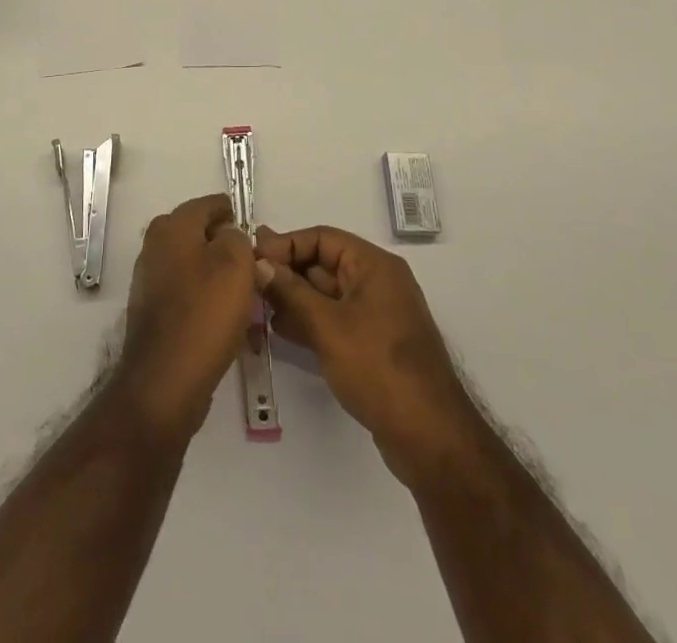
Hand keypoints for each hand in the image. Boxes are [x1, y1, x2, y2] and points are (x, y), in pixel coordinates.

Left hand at [111, 194, 264, 445]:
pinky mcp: (154, 312)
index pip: (209, 204)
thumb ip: (238, 239)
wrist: (165, 381)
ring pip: (196, 267)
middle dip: (228, 249)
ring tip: (248, 300)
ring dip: (220, 279)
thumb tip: (230, 237)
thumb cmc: (204, 314)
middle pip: (201, 236)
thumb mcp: (235, 264)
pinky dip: (208, 303)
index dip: (234, 215)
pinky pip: (188, 296)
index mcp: (172, 226)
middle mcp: (155, 246)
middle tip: (255, 269)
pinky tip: (229, 324)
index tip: (256, 235)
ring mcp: (151, 280)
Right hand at [255, 224, 484, 487]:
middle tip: (248, 284)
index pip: (322, 238)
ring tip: (257, 307)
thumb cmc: (378, 368)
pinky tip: (280, 330)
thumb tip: (259, 263)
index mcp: (374, 266)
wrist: (429, 437)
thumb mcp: (327, 326)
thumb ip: (290, 291)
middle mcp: (377, 282)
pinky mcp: (372, 345)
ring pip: (326, 294)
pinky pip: (334, 320)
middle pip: (323, 264)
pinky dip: (309, 321)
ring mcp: (376, 315)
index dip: (286, 245)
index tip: (252, 258)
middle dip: (287, 273)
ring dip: (294, 298)